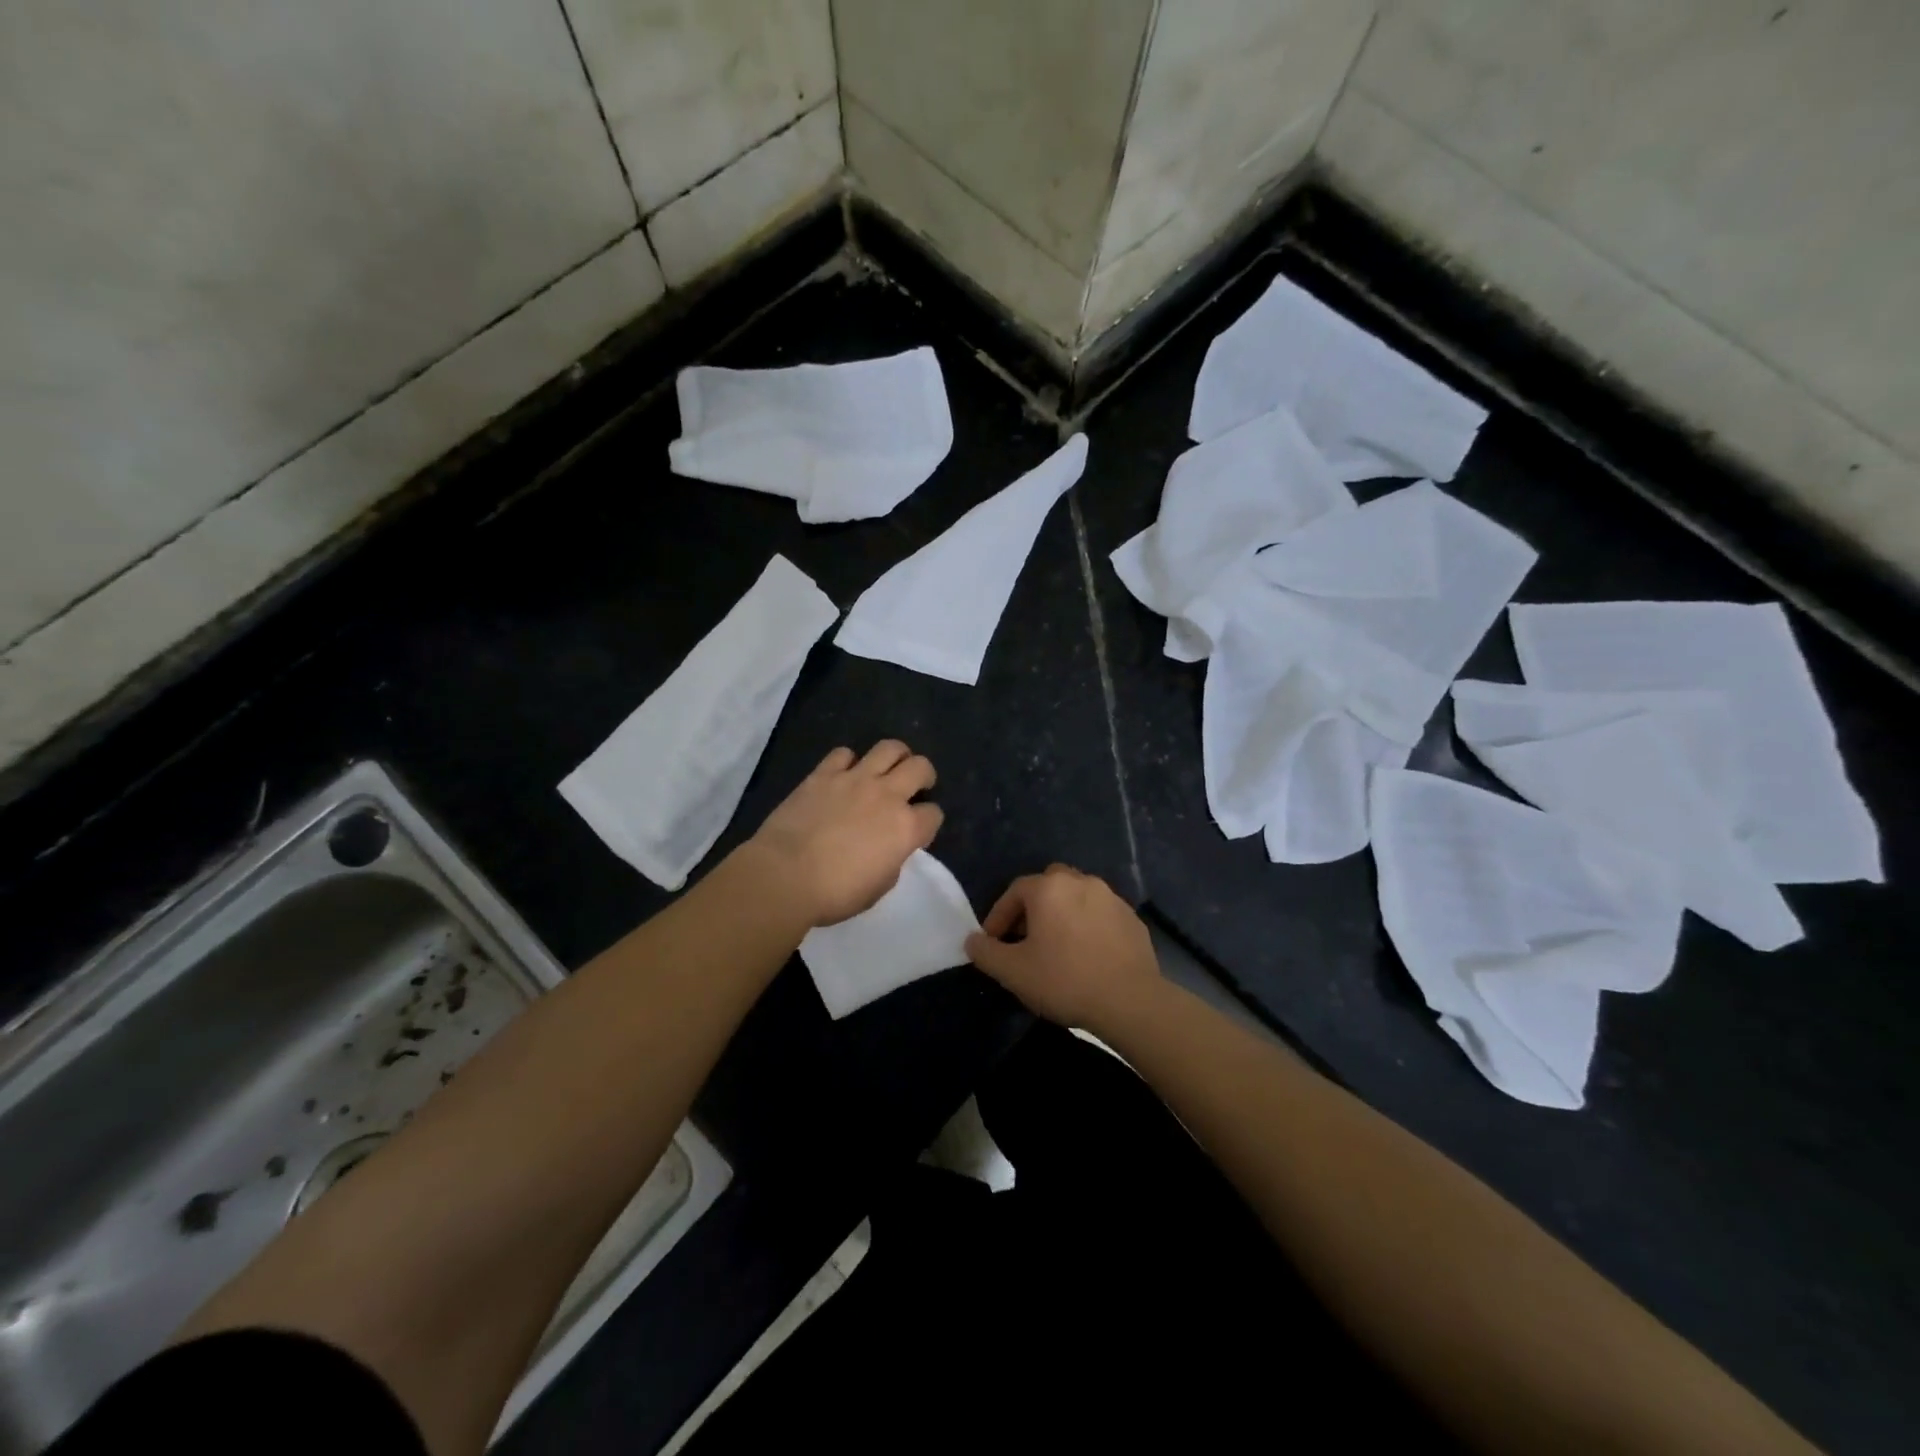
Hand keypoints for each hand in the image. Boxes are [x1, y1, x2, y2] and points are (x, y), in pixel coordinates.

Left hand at [743, 741, 943, 927]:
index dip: (929, 822)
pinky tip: (844, 774)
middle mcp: (887, 795)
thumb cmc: (834, 893)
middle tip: (916, 785)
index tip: (919, 829)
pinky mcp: (823, 774)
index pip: (933, 814)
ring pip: (889, 748)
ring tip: (889, 767)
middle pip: (921, 767)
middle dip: (924, 775)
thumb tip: (888, 850)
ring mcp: (855, 779)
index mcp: (905, 828)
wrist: (784, 876)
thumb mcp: (878, 888)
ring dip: (896, 755)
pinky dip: (849, 761)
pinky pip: (844, 753)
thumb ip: (891, 861)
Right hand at [965, 864, 1162, 1031]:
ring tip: (1057, 945)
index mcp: (1049, 888)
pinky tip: (1087, 954)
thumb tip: (972, 941)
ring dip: (1063, 914)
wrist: (1129, 1000)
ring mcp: (1111, 898)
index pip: (1014, 891)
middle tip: (1025, 937)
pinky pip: (1101, 914)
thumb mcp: (1013, 972)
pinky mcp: (1132, 918)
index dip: (999, 916)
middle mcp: (1080, 882)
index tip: (992, 942)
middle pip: (1048, 885)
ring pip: (1077, 896)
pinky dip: (1088, 926)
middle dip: (1033, 907)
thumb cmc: (1064, 980)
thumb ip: (986, 952)